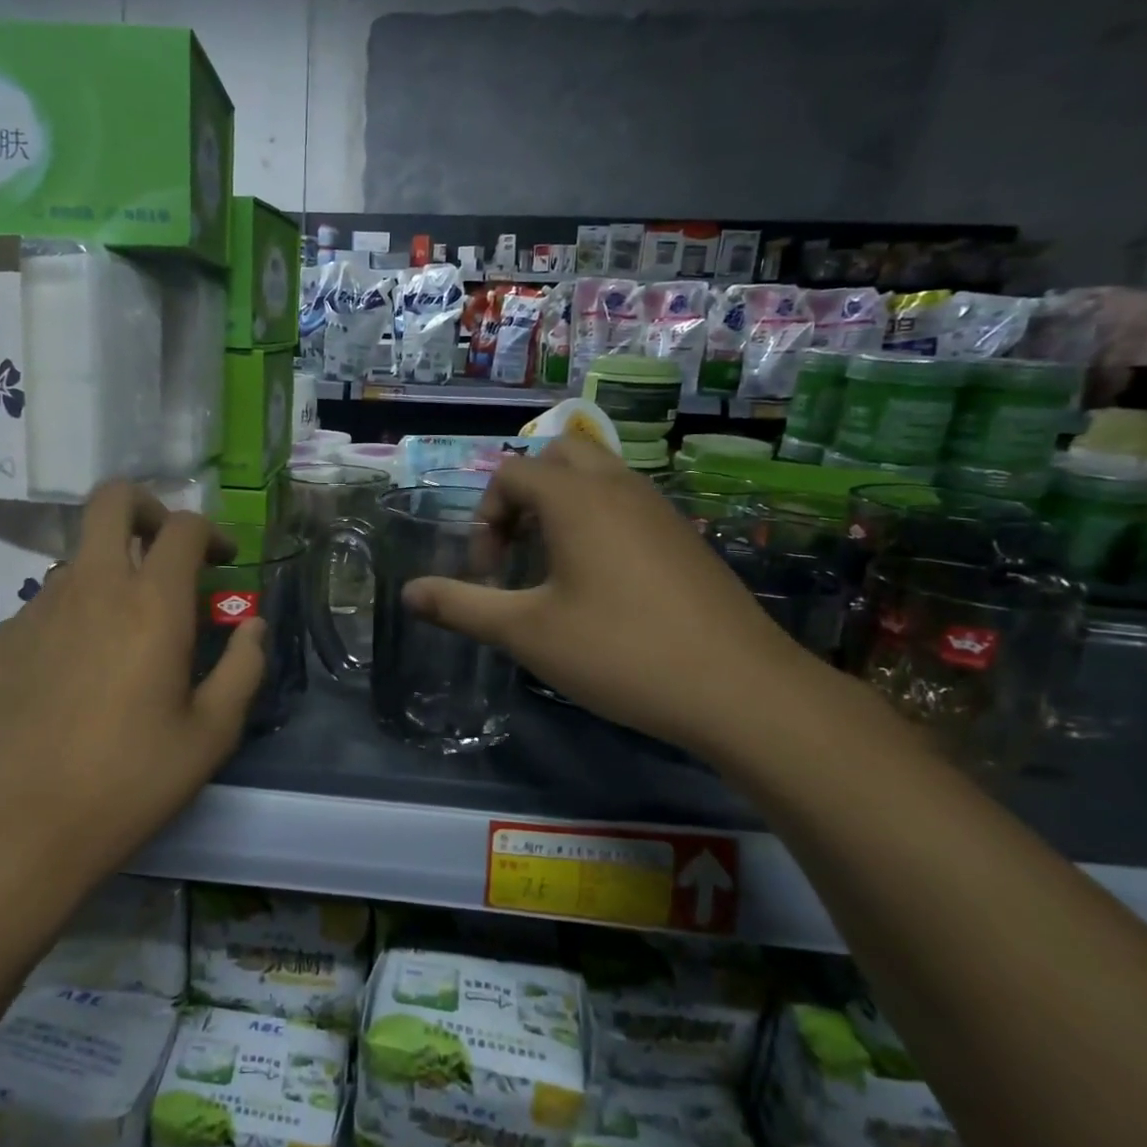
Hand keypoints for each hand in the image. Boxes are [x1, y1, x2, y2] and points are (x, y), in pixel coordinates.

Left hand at [0, 482, 265, 882]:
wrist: (15, 829)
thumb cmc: (128, 782)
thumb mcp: (210, 735)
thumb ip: (243, 668)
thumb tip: (252, 626)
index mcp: (152, 604)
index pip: (184, 527)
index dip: (211, 532)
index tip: (223, 561)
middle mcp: (92, 587)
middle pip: (112, 500)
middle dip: (146, 508)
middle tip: (165, 550)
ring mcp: (37, 608)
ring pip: (78, 559)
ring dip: (109, 574)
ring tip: (122, 638)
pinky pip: (46, 606)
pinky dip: (72, 618)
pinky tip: (73, 677)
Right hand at [402, 438, 818, 755]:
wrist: (739, 689)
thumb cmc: (620, 652)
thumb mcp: (526, 633)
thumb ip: (461, 607)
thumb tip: (407, 593)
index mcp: (576, 499)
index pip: (511, 474)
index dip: (485, 518)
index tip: (488, 572)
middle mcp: (619, 487)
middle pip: (558, 457)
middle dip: (524, 495)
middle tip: (518, 550)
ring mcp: (659, 509)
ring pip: (598, 477)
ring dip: (562, 507)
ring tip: (553, 566)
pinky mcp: (684, 536)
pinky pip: (627, 503)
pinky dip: (598, 521)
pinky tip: (601, 584)